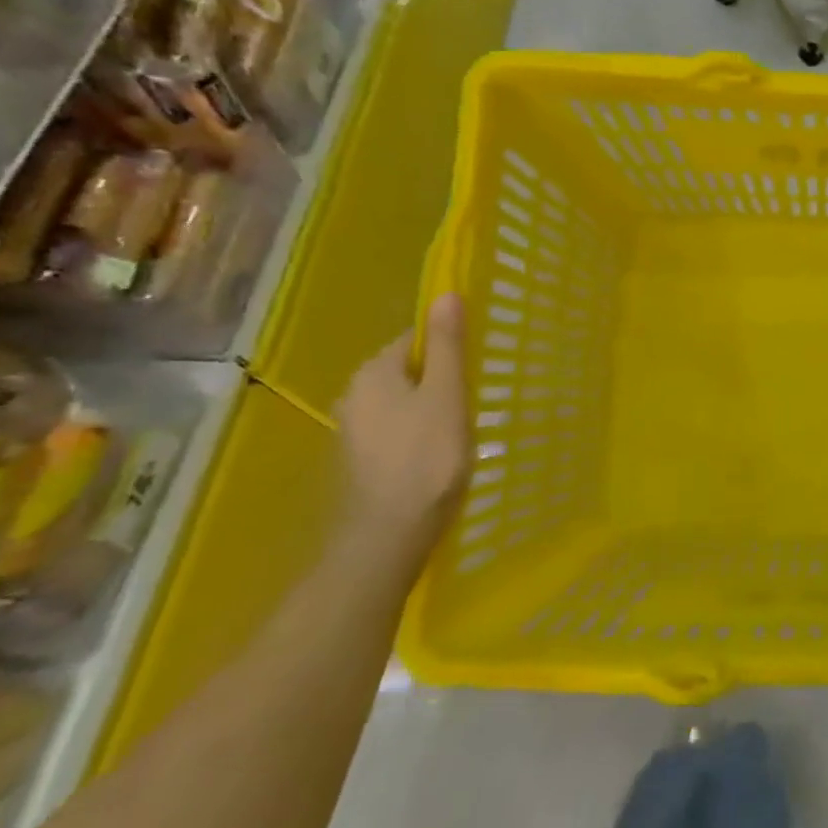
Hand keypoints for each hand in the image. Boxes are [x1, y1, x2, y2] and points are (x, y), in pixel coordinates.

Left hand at [337, 293, 469, 566]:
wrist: (388, 533)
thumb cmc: (426, 457)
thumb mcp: (447, 394)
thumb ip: (448, 345)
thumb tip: (446, 294)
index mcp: (373, 372)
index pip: (413, 340)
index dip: (448, 349)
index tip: (476, 369)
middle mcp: (353, 394)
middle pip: (406, 371)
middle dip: (439, 380)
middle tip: (474, 400)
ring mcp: (352, 430)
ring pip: (401, 403)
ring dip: (429, 409)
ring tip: (462, 429)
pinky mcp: (359, 460)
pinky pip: (394, 430)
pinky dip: (416, 434)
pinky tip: (437, 454)